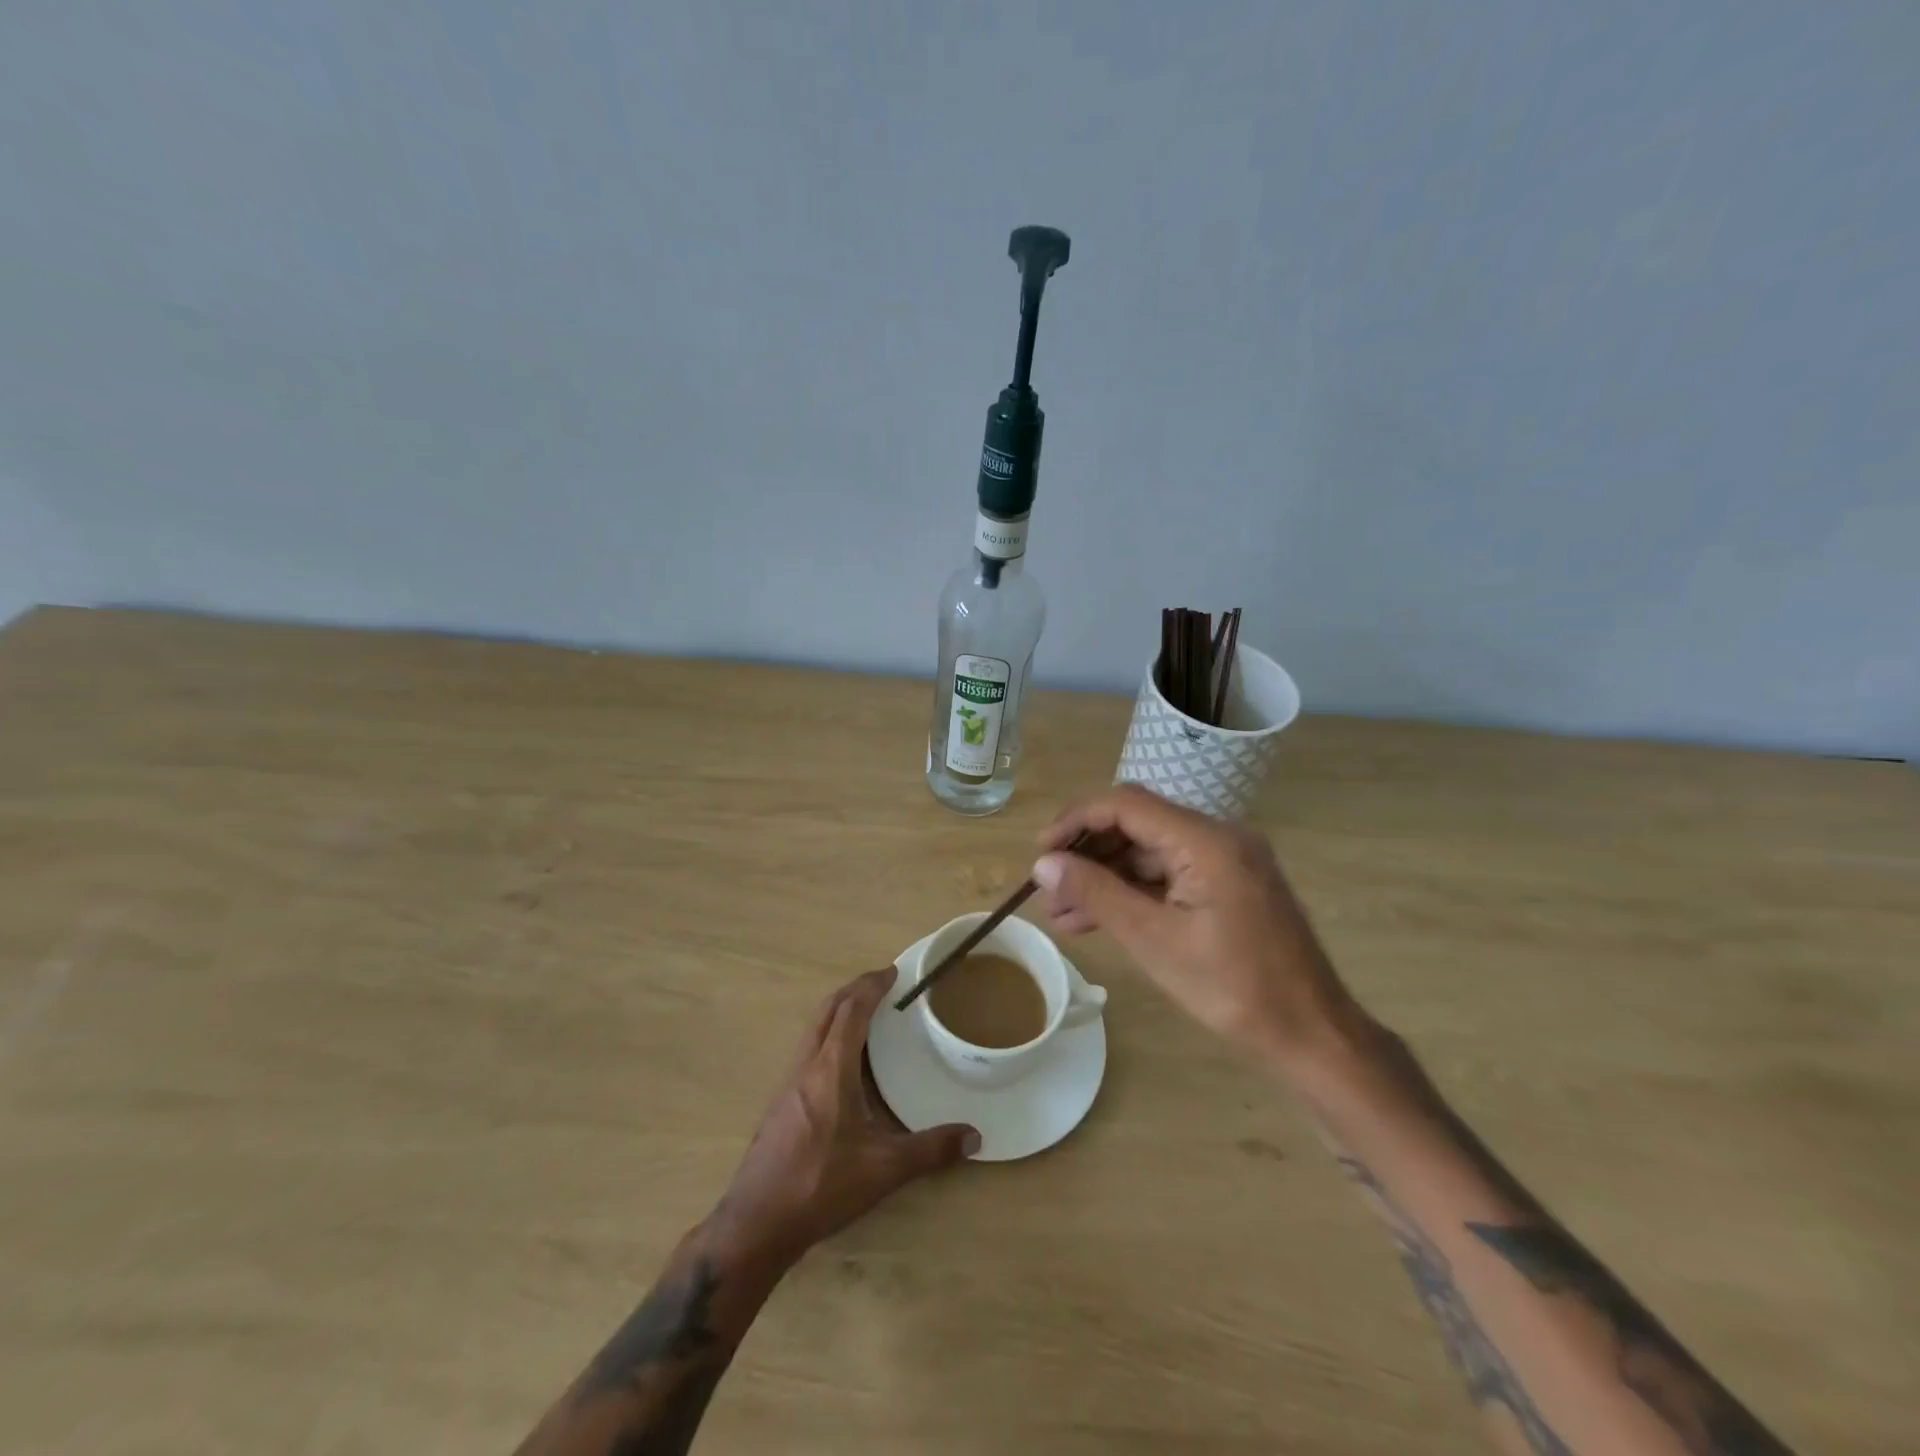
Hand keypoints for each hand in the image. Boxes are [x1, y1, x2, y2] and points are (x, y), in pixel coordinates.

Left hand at [712, 970, 979, 1264]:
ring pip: (814, 1028)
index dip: (872, 986)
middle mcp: (807, 1065)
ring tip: (866, 1013)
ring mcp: (789, 1083)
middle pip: (828, 1010)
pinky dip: (829, 1034)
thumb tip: (975, 1137)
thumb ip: (931, 1151)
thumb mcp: (884, 1169)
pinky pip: (809, 1049)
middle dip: (854, 989)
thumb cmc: (821, 1185)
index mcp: (831, 1068)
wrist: (757, 1222)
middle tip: (881, 982)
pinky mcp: (782, 1102)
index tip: (892, 971)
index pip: (851, 1011)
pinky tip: (843, 1061)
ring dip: (839, 1010)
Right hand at [1032, 786, 1356, 1066]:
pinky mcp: (1227, 885)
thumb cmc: (1232, 988)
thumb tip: (1043, 864)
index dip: (1076, 820)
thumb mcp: (1154, 940)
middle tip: (1047, 888)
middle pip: (1136, 825)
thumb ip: (1097, 893)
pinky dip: (1133, 892)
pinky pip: (1169, 875)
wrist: (1311, 1033)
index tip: (1041, 852)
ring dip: (1105, 877)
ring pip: (1148, 853)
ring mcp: (1225, 861)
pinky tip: (1097, 919)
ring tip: (1061, 913)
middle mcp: (1218, 837)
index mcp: (1205, 840)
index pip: (1126, 804)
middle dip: (1087, 854)